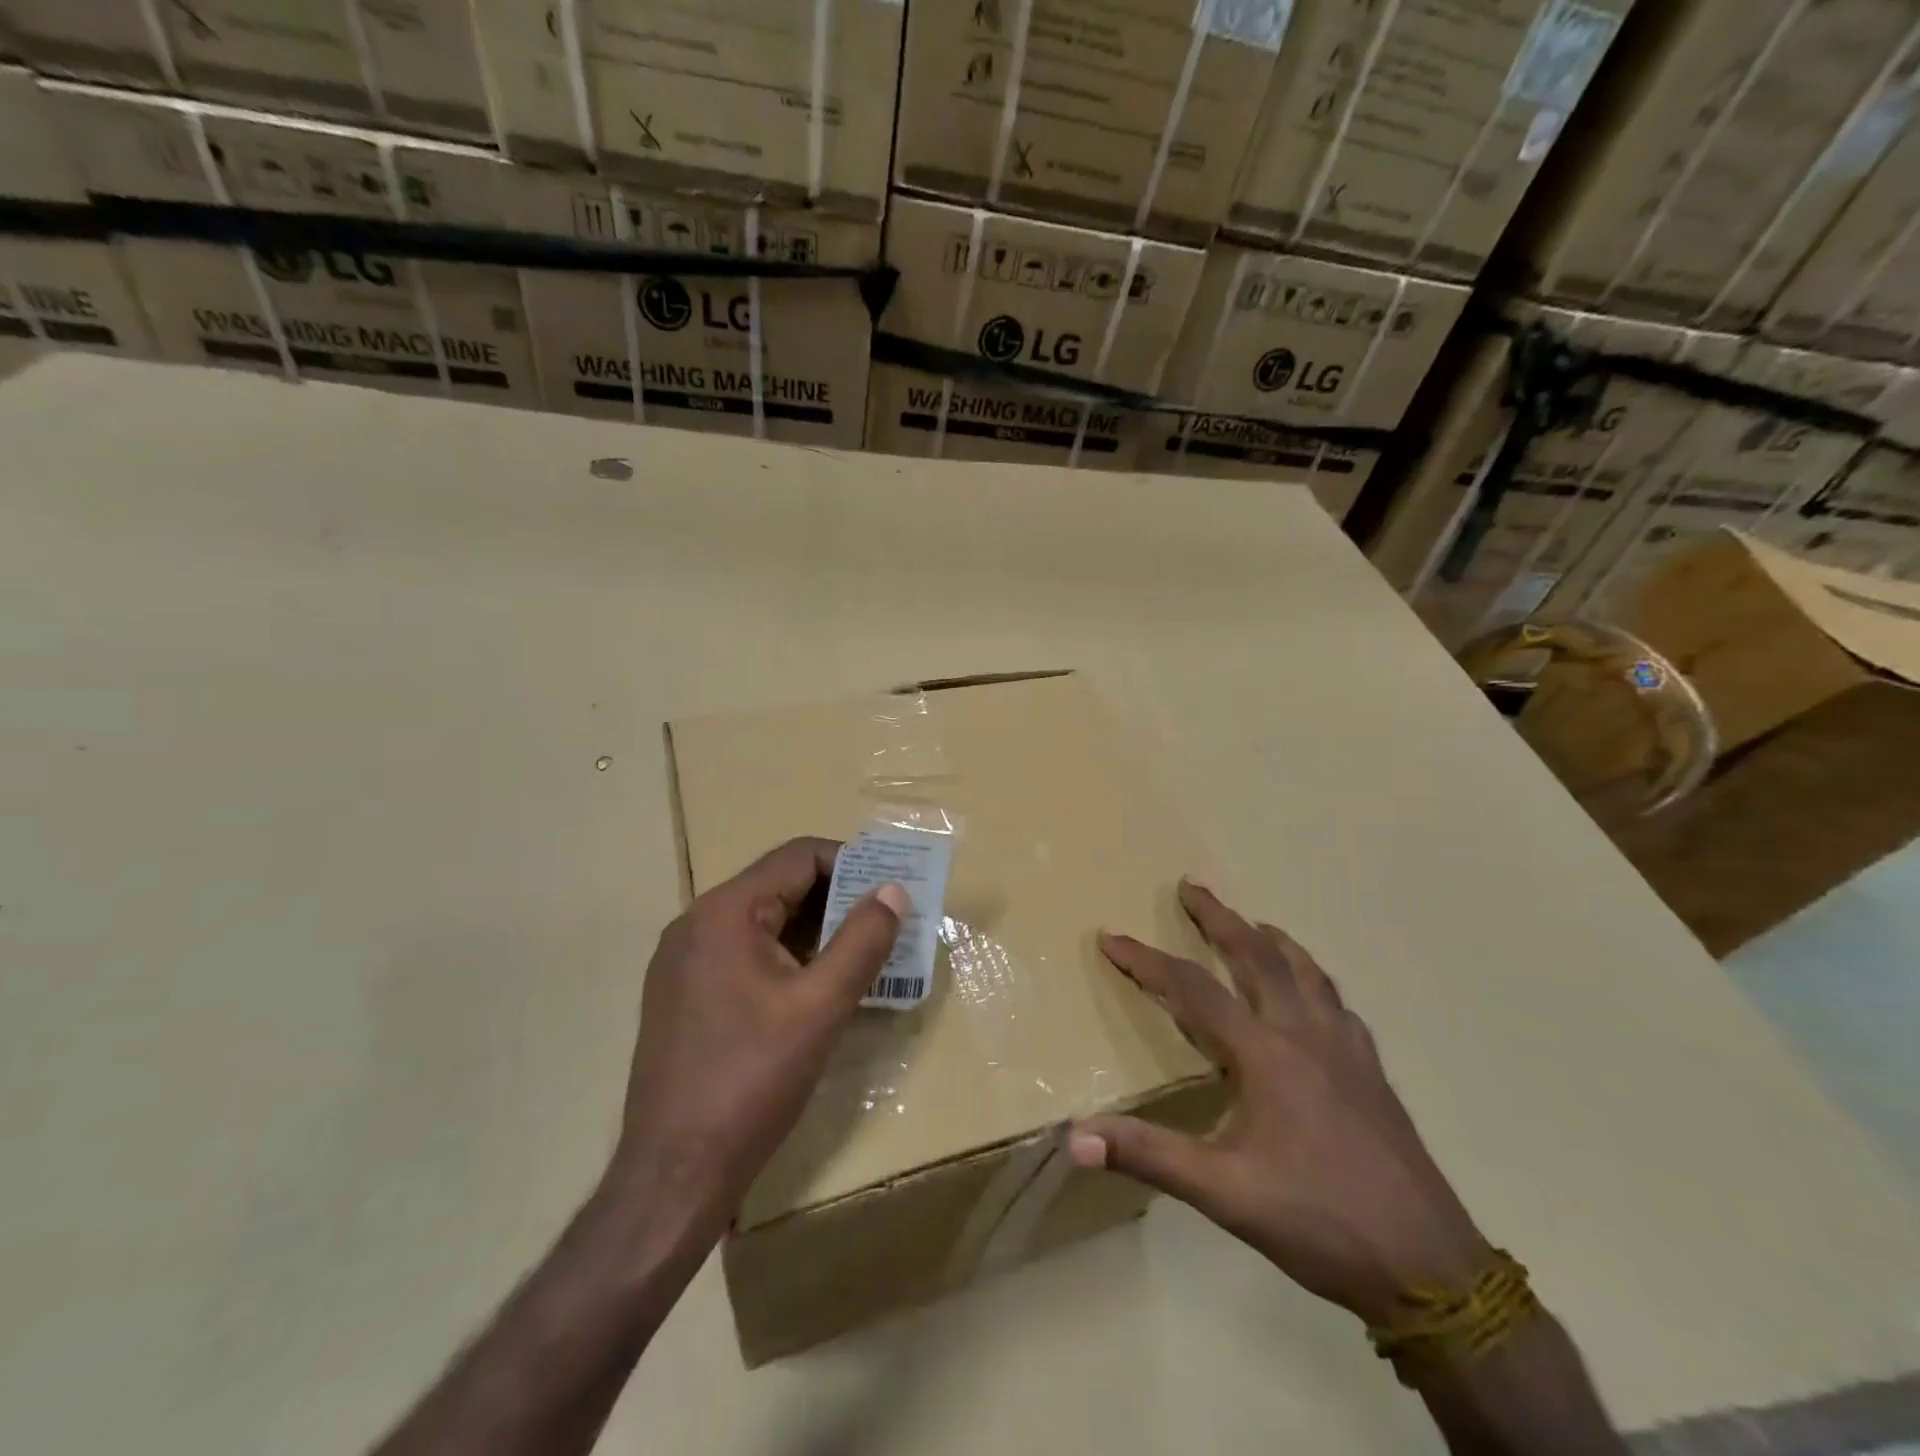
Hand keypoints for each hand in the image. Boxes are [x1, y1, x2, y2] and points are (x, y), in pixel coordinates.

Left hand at [608, 837, 905, 1240]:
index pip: (799, 857)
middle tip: (887, 923)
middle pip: (780, 886)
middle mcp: (697, 923)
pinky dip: (787, 957)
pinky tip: (817, 988)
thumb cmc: (752, 1080)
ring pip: (764, 922)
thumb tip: (893, 891)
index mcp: (725, 912)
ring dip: (815, 931)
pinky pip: (745, 953)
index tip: (892, 888)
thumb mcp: (822, 1007)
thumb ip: (863, 940)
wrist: (673, 1173)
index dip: (852, 863)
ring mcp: (684, 960)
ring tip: (863, 954)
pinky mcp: (683, 994)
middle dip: (838, 899)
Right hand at [1069, 882, 1490, 1324]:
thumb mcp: (1223, 1193)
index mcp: (1265, 1054)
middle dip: (1219, 918)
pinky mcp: (1373, 1073)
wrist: (1430, 1268)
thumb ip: (1148, 1156)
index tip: (1110, 937)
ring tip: (1253, 923)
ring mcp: (1347, 1050)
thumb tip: (1074, 1137)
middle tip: (1191, 886)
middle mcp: (1305, 1034)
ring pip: (1306, 972)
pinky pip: (1337, 1003)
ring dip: (1271, 939)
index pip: (1192, 989)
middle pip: (1257, 956)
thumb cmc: (1318, 1221)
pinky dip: (1314, 980)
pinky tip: (1314, 996)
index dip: (1146, 961)